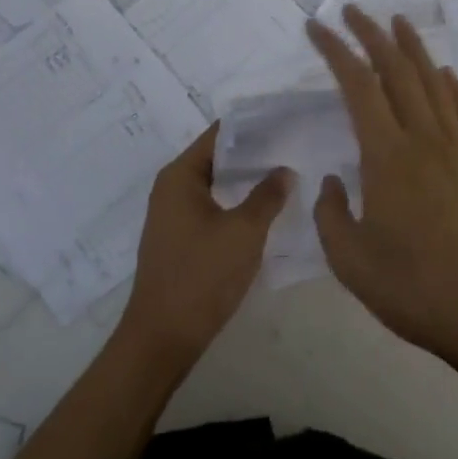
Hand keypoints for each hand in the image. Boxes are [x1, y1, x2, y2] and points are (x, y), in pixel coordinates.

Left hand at [117, 124, 291, 373]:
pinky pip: (211, 207)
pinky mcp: (180, 238)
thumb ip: (267, 195)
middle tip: (293, 147)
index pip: (219, 134)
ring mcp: (173, 215)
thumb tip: (284, 169)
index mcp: (180, 176)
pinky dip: (236, 203)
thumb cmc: (202, 276)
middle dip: (253, 153)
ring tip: (287, 175)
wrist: (163, 337)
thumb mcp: (244, 232)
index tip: (285, 121)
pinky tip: (265, 209)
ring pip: (216, 184)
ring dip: (246, 181)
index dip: (252, 127)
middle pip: (217, 157)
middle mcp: (171, 188)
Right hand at [306, 7, 457, 365]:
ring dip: (414, 49)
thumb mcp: (350, 260)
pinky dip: (453, 88)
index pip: (358, 87)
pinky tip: (446, 76)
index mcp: (387, 157)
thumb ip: (331, 214)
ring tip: (400, 22)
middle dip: (373, 36)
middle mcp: (424, 141)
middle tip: (354, 11)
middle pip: (398, 72)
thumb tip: (335, 181)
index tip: (318, 28)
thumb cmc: (413, 289)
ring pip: (434, 84)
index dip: (337, 51)